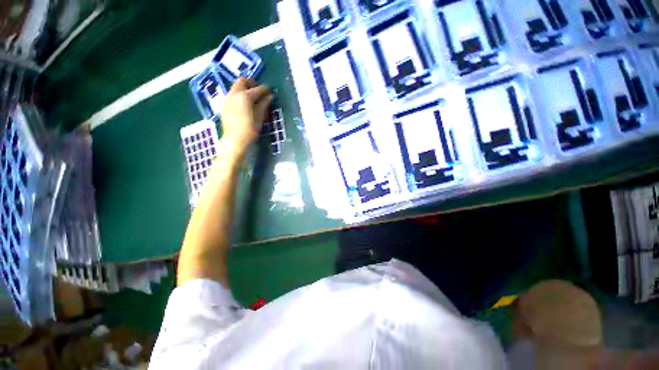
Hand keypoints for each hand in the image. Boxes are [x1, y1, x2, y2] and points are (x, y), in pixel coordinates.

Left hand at [220, 78, 272, 158]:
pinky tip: (243, 105)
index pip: (258, 89)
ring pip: (235, 87)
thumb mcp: (260, 117)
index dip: (265, 90)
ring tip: (251, 98)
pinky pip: (231, 95)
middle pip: (242, 81)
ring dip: (244, 88)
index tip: (270, 92)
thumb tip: (270, 96)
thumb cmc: (250, 129)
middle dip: (251, 83)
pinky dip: (238, 95)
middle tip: (258, 91)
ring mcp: (227, 99)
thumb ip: (264, 104)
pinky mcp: (224, 105)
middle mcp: (234, 94)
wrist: (235, 140)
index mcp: (245, 96)